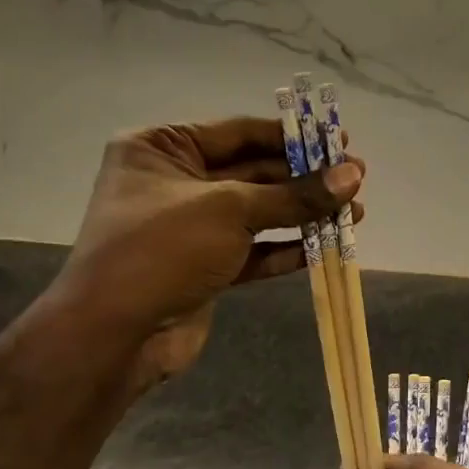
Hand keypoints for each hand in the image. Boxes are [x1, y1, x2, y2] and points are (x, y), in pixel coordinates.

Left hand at [50, 117, 362, 383]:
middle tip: (356, 179)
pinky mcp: (204, 266)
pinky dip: (288, 248)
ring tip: (354, 213)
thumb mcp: (231, 210)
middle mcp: (174, 181)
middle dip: (305, 179)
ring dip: (304, 214)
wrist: (113, 336)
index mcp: (162, 148)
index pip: (239, 132)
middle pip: (253, 172)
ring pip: (258, 213)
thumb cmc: (163, 249)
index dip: (292, 136)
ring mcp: (190, 227)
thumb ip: (295, 194)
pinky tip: (327, 246)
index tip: (339, 139)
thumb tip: (353, 175)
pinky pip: (253, 249)